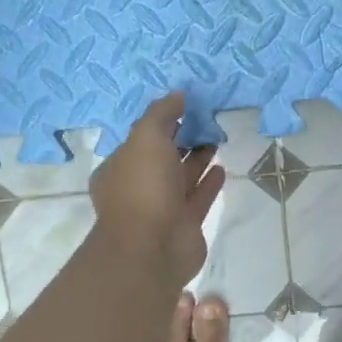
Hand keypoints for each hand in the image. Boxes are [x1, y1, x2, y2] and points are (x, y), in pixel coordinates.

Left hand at [91, 91, 226, 282]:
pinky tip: (222, 168)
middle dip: (181, 140)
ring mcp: (161, 209)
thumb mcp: (146, 137)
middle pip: (162, 159)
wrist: (153, 247)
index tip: (184, 108)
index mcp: (118, 168)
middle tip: (206, 121)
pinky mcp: (184, 225)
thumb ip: (162, 113)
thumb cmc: (143, 187)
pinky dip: (209, 183)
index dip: (160, 124)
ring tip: (217, 139)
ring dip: (198, 160)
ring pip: (182, 178)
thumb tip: (178, 94)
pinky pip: (198, 198)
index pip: (139, 140)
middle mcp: (137, 189)